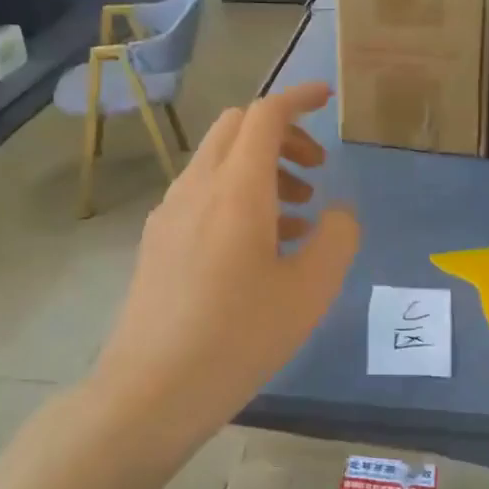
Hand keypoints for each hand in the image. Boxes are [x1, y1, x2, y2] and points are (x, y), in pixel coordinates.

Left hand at [91, 83, 359, 436]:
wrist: (150, 391)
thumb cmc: (238, 338)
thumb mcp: (309, 291)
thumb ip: (337, 238)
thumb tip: (338, 213)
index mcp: (236, 188)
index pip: (266, 114)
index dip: (299, 97)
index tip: (328, 98)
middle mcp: (197, 187)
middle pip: (237, 128)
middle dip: (281, 134)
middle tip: (316, 169)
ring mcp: (170, 213)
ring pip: (218, 161)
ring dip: (261, 169)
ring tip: (298, 216)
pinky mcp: (157, 241)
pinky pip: (202, 194)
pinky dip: (236, 196)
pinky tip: (259, 247)